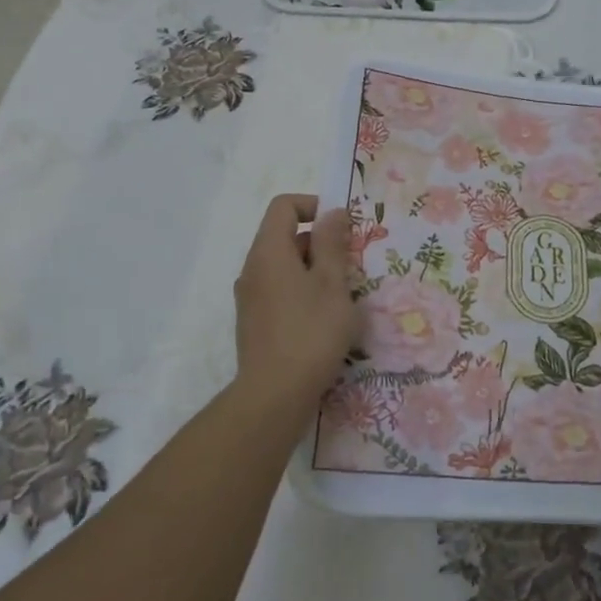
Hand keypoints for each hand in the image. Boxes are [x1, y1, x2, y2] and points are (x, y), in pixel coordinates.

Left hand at [233, 194, 358, 417]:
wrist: (275, 394)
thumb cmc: (311, 332)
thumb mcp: (332, 284)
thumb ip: (333, 244)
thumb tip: (332, 212)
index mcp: (269, 251)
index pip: (284, 206)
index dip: (314, 205)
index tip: (342, 227)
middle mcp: (253, 269)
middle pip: (284, 236)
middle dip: (320, 243)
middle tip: (350, 266)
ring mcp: (250, 297)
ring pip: (284, 267)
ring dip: (314, 271)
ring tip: (342, 296)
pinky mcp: (254, 322)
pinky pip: (280, 292)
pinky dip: (302, 293)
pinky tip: (324, 320)